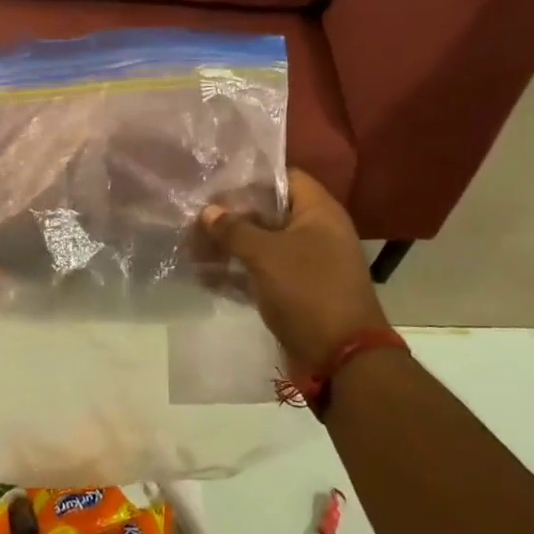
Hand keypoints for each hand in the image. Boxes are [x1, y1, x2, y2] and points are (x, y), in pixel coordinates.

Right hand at [200, 170, 388, 370]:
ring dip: (231, 246)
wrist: (341, 356)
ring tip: (192, 245)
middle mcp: (316, 232)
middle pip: (270, 211)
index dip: (251, 177)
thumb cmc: (307, 291)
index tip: (217, 181)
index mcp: (319, 212)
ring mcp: (307, 263)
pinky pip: (263, 272)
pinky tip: (205, 275)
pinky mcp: (297, 290)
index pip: (285, 177)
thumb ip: (234, 229)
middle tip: (196, 214)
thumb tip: (208, 210)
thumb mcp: (266, 255)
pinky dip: (238, 272)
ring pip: (263, 244)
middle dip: (233, 214)